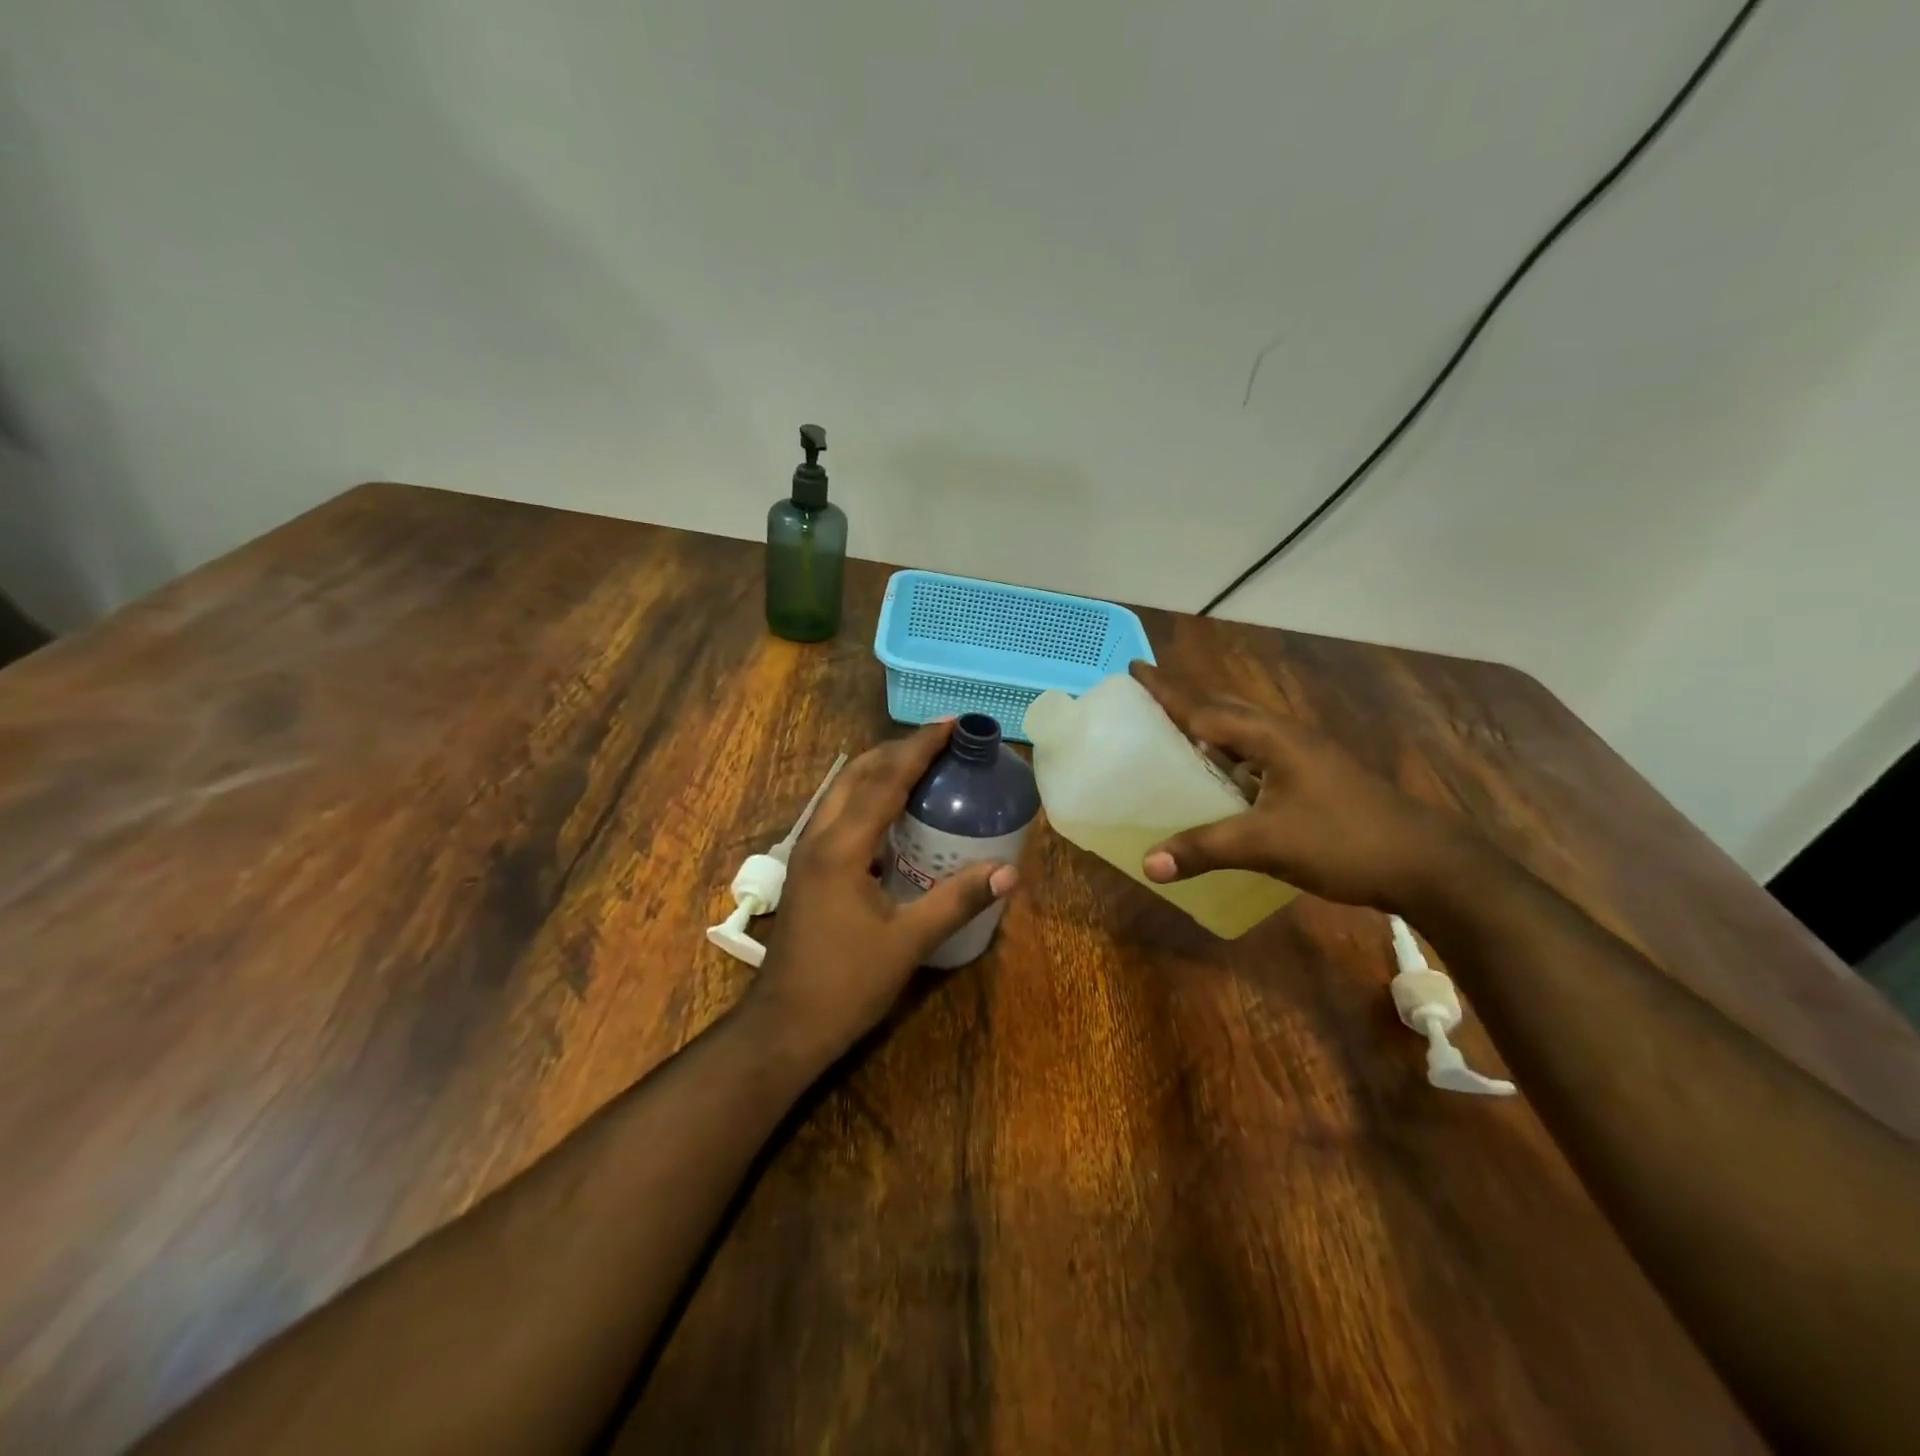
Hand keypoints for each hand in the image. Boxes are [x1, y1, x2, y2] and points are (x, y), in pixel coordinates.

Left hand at [750, 721, 1020, 1057]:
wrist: (784, 1026)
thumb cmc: (845, 984)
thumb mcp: (908, 942)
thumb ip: (957, 901)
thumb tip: (1009, 872)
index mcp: (842, 847)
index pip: (886, 780)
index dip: (919, 748)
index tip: (950, 723)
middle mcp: (819, 838)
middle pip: (857, 774)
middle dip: (898, 749)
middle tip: (940, 740)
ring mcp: (808, 853)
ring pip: (842, 792)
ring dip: (879, 769)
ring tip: (920, 764)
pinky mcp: (808, 870)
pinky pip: (839, 814)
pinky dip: (867, 797)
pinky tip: (893, 814)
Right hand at [1130, 660, 1478, 910]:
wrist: (1427, 864)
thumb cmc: (1344, 841)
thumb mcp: (1267, 845)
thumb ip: (1205, 850)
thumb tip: (1147, 864)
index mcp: (1272, 738)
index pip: (1205, 708)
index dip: (1167, 691)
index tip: (1134, 668)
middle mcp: (1287, 738)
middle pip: (1225, 710)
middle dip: (1185, 700)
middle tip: (1148, 697)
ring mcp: (1306, 757)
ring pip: (1244, 733)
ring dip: (1209, 728)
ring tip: (1175, 734)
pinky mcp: (1316, 779)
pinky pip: (1258, 757)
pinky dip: (1229, 759)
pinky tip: (1220, 780)